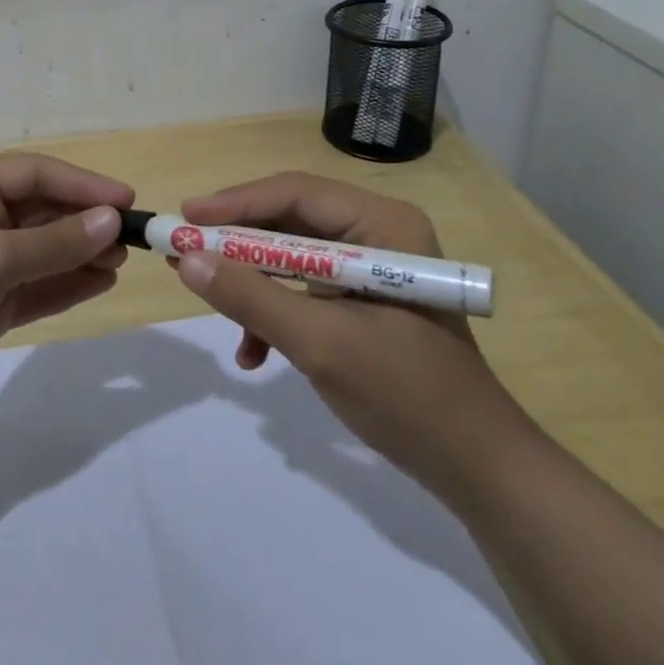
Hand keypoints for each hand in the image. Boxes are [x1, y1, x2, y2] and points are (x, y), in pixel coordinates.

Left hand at [0, 153, 132, 418]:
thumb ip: (52, 243)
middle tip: (129, 238)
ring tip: (120, 262)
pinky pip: (37, 284)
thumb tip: (111, 221)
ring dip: (81, 253)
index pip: (34, 174)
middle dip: (84, 222)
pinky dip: (66, 283)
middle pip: (42, 210)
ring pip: (44, 249)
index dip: (81, 184)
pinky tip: (100, 282)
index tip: (125, 200)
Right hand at [173, 171, 528, 506]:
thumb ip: (251, 298)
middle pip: (290, 222)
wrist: (477, 471)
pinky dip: (276, 314)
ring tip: (214, 308)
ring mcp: (372, 267)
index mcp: (381, 224)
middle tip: (186, 255)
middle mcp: (377, 232)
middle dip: (237, 246)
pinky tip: (255, 353)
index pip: (295, 193)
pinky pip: (306, 290)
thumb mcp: (320, 343)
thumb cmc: (407, 396)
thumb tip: (187, 260)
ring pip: (292, 258)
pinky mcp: (365, 301)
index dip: (236, 204)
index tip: (185, 219)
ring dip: (253, 286)